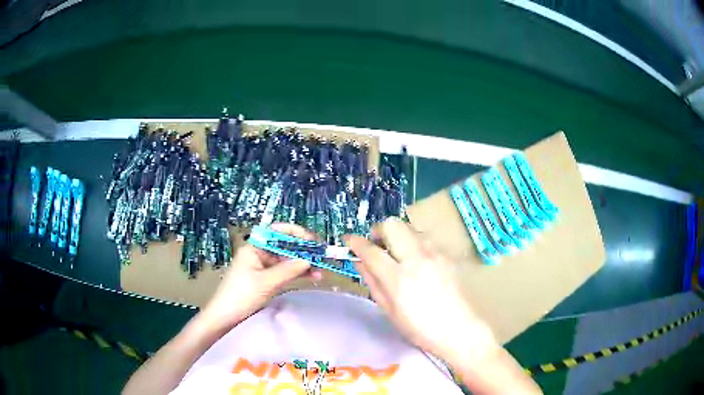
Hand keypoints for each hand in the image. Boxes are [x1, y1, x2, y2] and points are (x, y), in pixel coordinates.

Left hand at [201, 223, 321, 328]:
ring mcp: (262, 268)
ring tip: (321, 270)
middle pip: (284, 246)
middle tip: (322, 256)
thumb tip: (309, 259)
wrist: (225, 317)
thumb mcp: (266, 282)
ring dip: (303, 264)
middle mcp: (259, 254)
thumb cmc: (242, 294)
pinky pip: (284, 273)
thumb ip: (288, 269)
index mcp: (255, 247)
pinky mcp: (265, 280)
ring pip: (286, 261)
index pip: (277, 232)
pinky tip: (312, 277)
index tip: (312, 241)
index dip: (296, 233)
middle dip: (303, 250)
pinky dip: (297, 274)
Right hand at [345, 218, 497, 366]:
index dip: (355, 242)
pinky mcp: (446, 255)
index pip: (371, 250)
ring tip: (396, 253)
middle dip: (379, 230)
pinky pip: (425, 239)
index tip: (348, 240)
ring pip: (410, 227)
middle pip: (393, 225)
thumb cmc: (420, 327)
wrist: (459, 329)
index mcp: (399, 278)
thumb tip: (359, 262)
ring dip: (398, 235)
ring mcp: (435, 253)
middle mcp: (417, 258)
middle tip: (376, 245)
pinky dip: (414, 243)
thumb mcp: (389, 310)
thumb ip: (373, 282)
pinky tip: (416, 261)